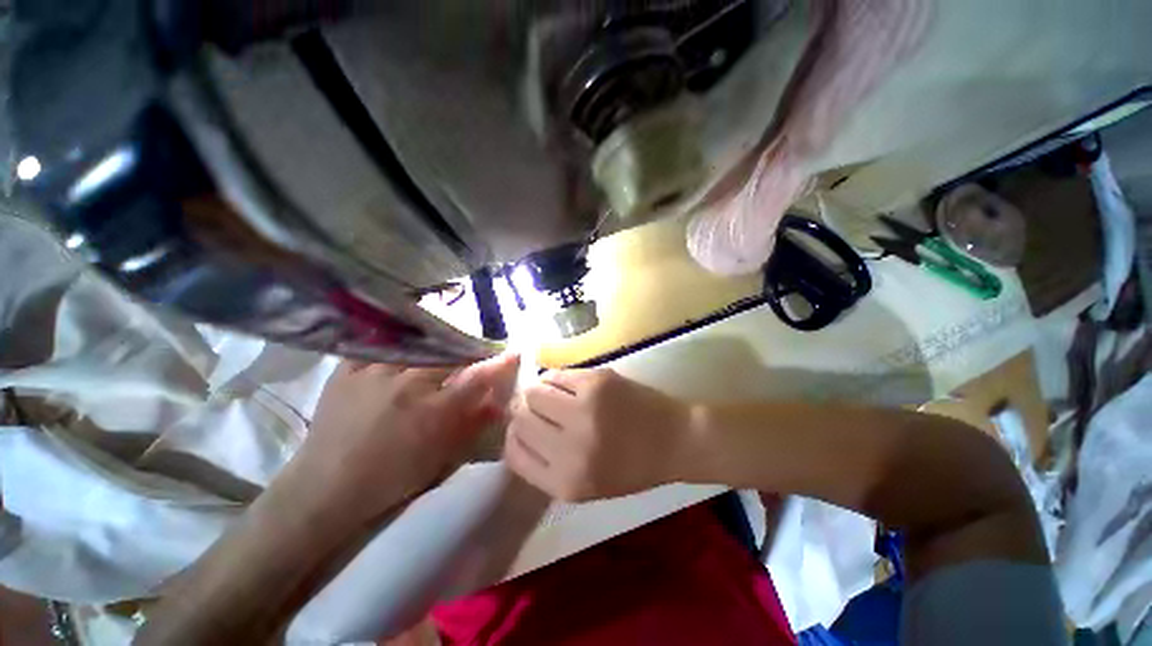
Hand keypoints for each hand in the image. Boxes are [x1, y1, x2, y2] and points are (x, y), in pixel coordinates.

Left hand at [298, 353, 519, 519]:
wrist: (326, 487)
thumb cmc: (392, 477)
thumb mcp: (441, 457)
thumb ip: (473, 425)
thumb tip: (498, 402)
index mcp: (433, 411)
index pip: (478, 377)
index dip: (499, 362)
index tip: (513, 352)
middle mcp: (408, 384)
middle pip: (451, 352)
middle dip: (470, 346)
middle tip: (476, 346)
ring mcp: (374, 373)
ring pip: (418, 341)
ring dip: (438, 338)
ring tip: (444, 336)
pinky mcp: (347, 369)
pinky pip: (378, 341)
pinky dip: (396, 336)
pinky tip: (404, 335)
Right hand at [504, 367, 692, 500]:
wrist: (675, 440)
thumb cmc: (633, 468)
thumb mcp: (586, 486)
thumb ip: (547, 467)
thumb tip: (517, 433)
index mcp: (567, 482)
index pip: (514, 454)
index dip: (513, 438)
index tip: (520, 429)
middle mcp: (571, 446)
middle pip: (520, 417)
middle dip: (521, 411)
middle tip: (535, 407)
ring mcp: (584, 409)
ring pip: (533, 390)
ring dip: (537, 391)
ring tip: (551, 395)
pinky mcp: (596, 381)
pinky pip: (556, 374)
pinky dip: (555, 379)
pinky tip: (567, 385)